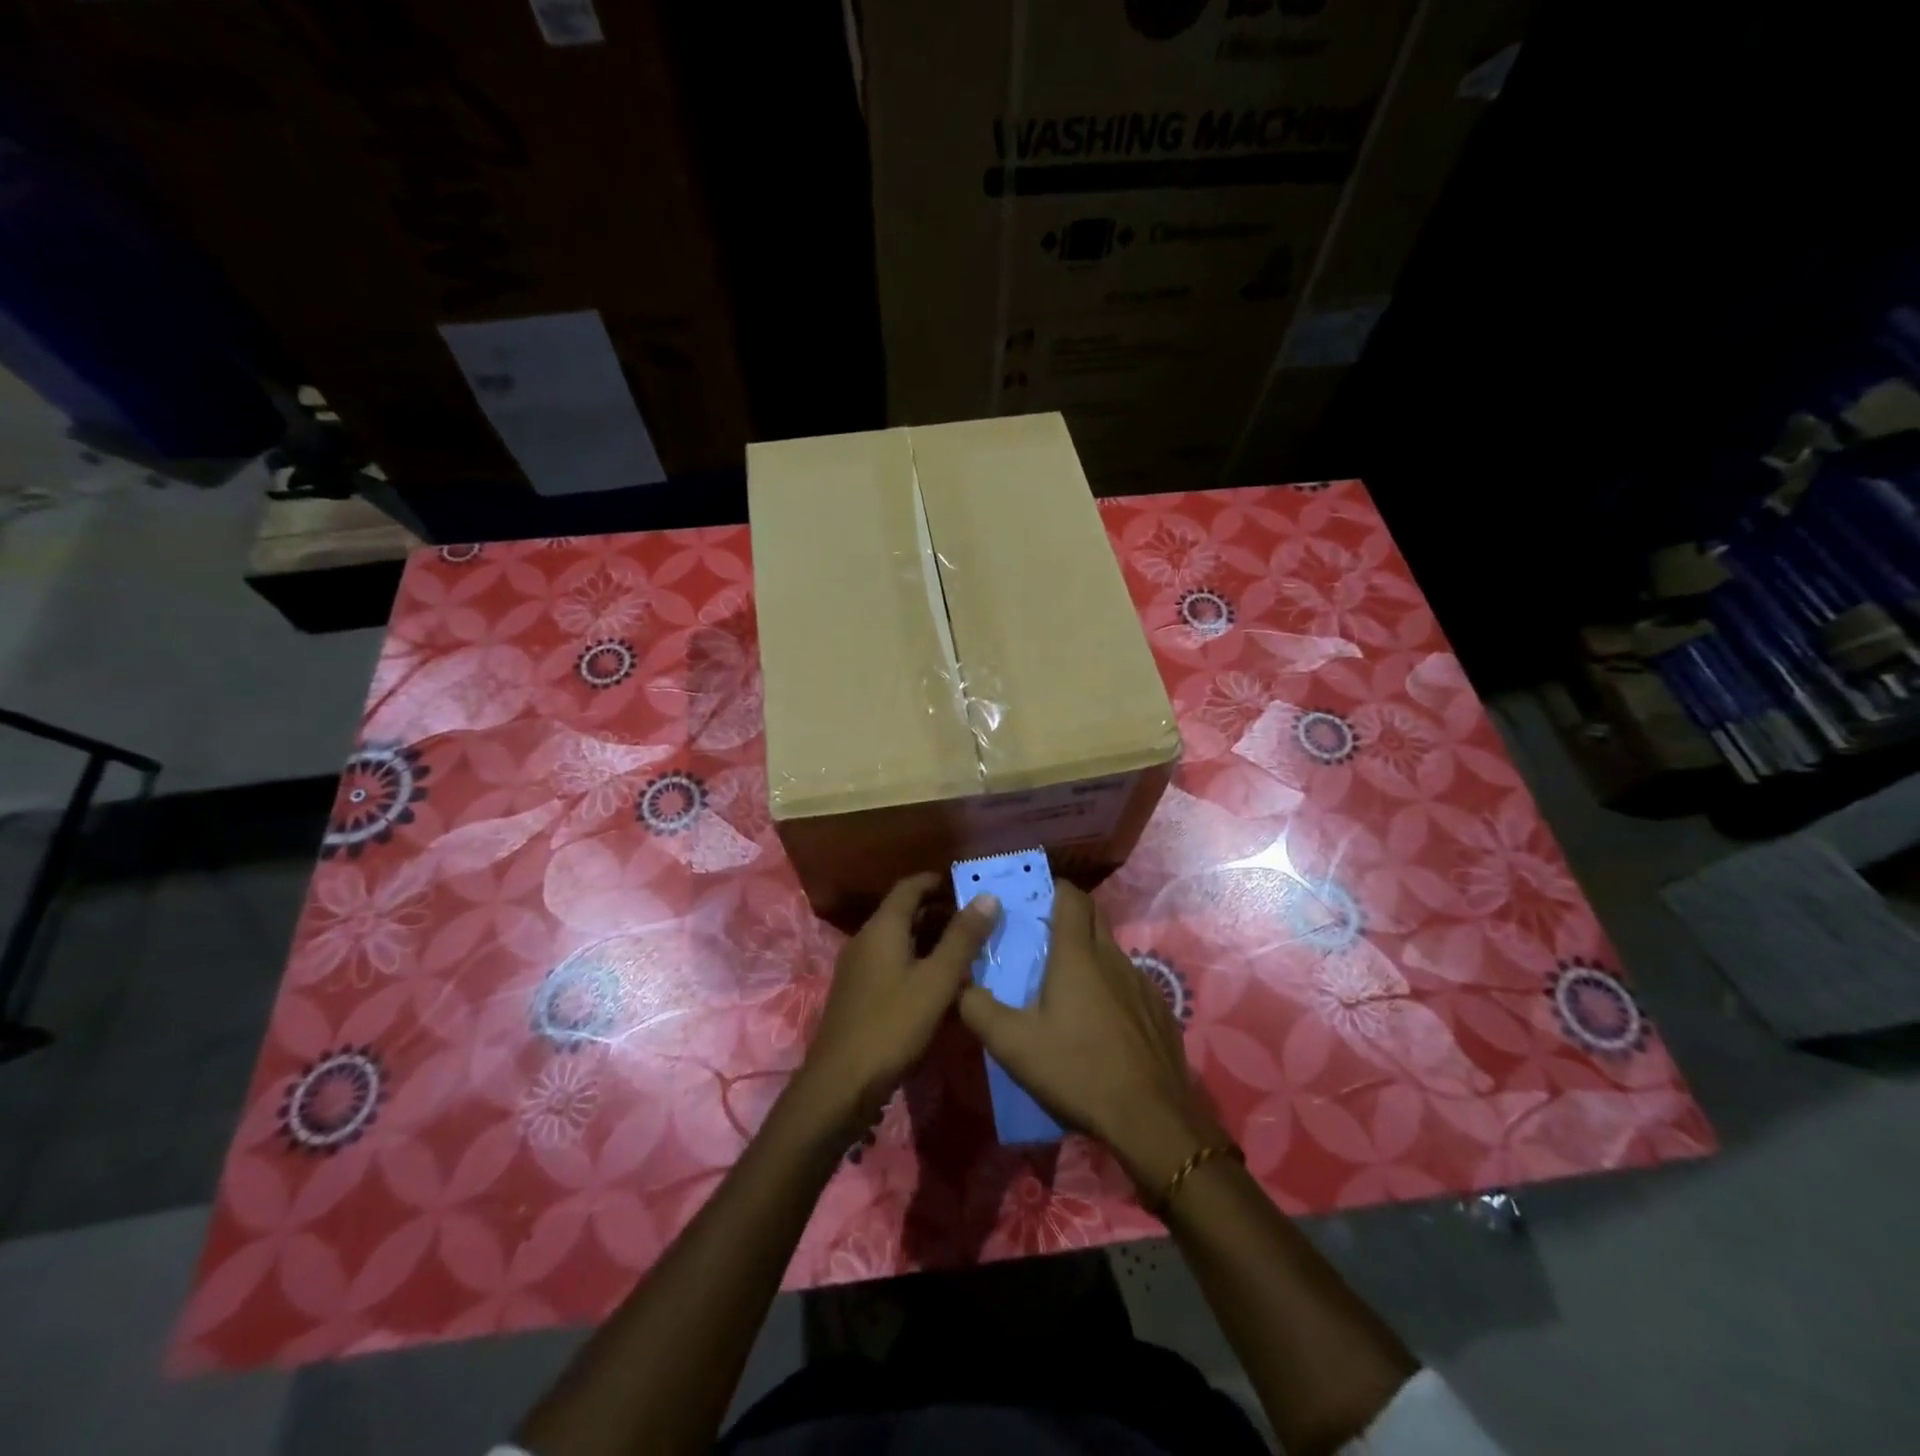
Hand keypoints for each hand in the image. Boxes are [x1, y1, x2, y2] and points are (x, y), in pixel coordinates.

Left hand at [797, 873, 999, 1129]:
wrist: (840, 1084)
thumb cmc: (893, 1025)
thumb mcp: (937, 981)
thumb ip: (963, 938)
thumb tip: (988, 897)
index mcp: (882, 928)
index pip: (910, 887)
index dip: (938, 882)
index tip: (969, 886)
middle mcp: (866, 940)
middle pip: (904, 912)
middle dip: (939, 911)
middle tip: (977, 920)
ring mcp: (858, 968)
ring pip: (899, 940)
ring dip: (930, 939)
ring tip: (966, 949)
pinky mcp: (858, 994)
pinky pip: (891, 963)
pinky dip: (917, 961)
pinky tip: (940, 984)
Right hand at [958, 883, 1220, 1193]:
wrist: (1151, 1118)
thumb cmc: (1077, 1070)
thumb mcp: (1012, 1044)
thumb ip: (977, 1008)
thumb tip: (959, 984)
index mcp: (1077, 955)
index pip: (1070, 897)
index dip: (1053, 889)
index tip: (1032, 900)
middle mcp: (1112, 957)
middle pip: (1093, 916)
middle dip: (1069, 916)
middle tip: (1041, 939)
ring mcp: (1142, 983)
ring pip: (1111, 951)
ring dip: (1089, 955)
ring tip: (1067, 986)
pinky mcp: (1159, 1010)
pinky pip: (1130, 983)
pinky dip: (1111, 987)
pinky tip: (1100, 1023)